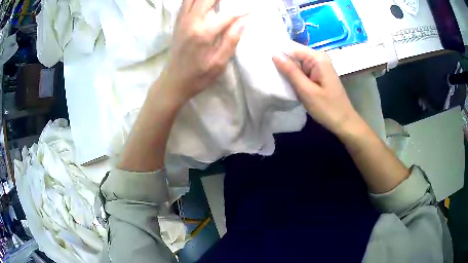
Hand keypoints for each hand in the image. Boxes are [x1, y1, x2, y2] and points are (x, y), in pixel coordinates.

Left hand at [161, 0, 247, 103]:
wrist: (173, 81)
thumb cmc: (198, 76)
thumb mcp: (219, 63)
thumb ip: (231, 40)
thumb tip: (243, 21)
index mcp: (204, 32)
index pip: (228, 14)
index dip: (242, 10)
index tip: (252, 9)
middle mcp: (192, 21)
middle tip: (234, 3)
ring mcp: (183, 20)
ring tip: (219, 2)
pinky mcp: (178, 22)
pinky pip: (186, 2)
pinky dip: (195, 0)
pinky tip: (204, 3)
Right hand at [272, 41, 360, 134]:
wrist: (344, 122)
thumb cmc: (327, 108)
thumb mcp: (306, 90)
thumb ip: (290, 71)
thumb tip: (274, 54)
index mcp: (317, 58)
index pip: (291, 47)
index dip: (277, 51)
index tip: (261, 59)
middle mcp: (318, 57)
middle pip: (293, 53)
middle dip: (280, 61)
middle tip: (265, 70)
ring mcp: (318, 66)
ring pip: (296, 62)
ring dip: (286, 69)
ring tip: (271, 76)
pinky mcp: (317, 74)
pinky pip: (301, 70)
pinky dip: (293, 75)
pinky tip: (284, 81)